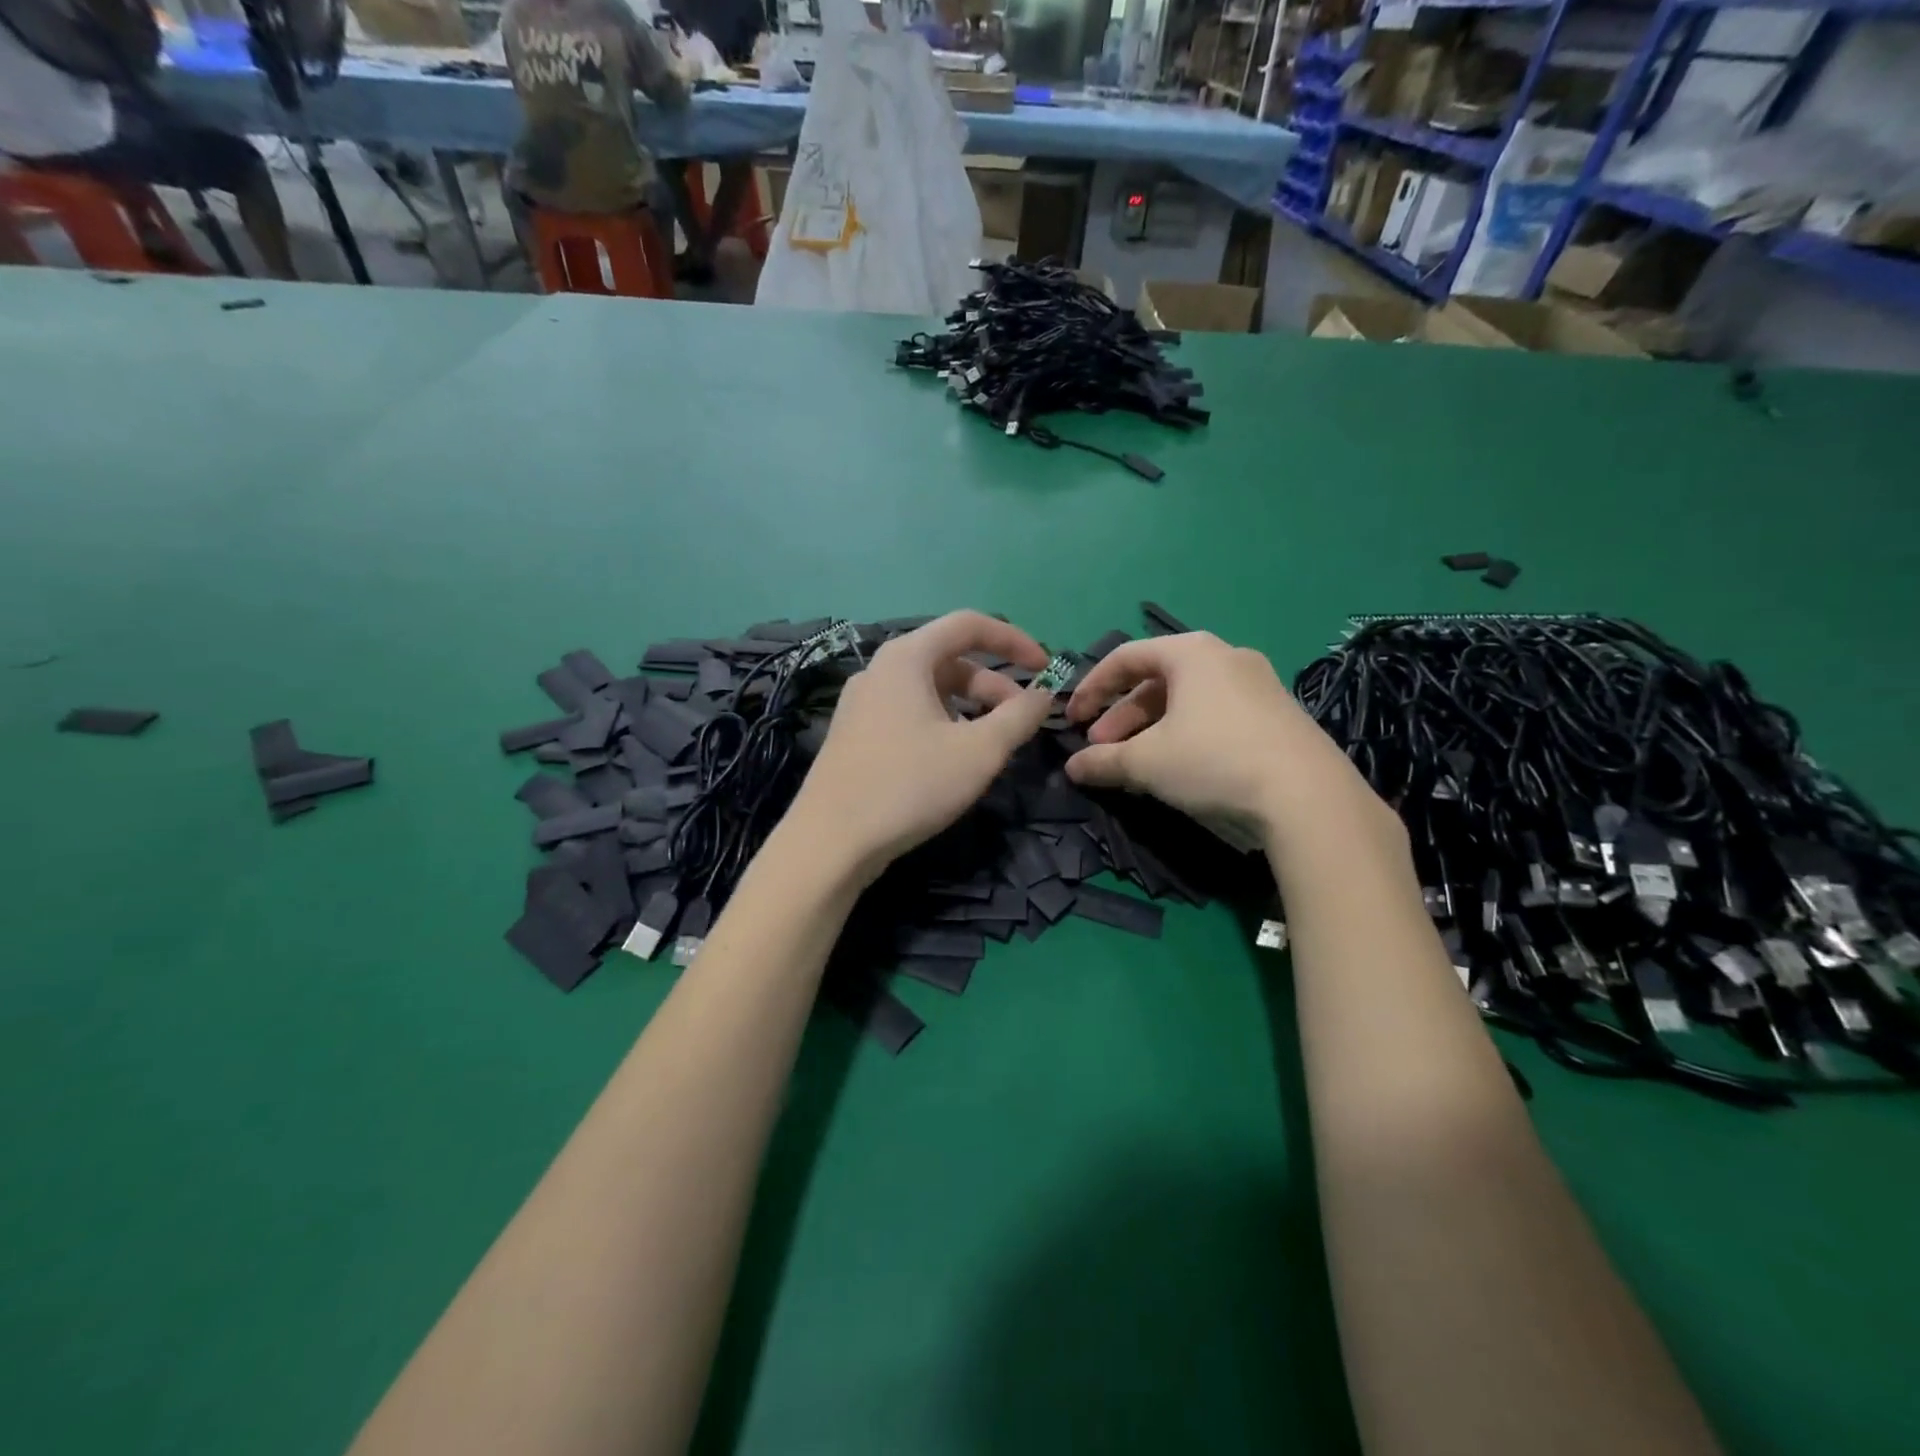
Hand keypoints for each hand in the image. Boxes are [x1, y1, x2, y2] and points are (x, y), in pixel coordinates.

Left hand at [787, 611, 1053, 882]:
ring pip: (930, 690)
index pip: (968, 625)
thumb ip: (1019, 717)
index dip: (1014, 640)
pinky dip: (942, 724)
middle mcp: (880, 670)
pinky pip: (909, 713)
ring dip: (970, 708)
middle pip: (949, 660)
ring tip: (993, 744)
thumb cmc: (910, 785)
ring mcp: (862, 703)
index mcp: (906, 658)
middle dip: (994, 685)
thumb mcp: (979, 752)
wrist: (831, 842)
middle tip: (1022, 720)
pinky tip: (954, 760)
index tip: (1046, 668)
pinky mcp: (855, 734)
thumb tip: (1043, 696)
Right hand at [1064, 632, 1380, 850]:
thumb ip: (1103, 761)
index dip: (1092, 688)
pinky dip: (1186, 736)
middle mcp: (1226, 657)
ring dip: (1151, 729)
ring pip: (1187, 701)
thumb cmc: (1213, 760)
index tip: (1072, 720)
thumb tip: (1073, 768)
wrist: (1308, 796)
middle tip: (1102, 750)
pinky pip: (1216, 716)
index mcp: (1191, 652)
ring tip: (1134, 765)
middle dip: (1122, 717)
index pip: (1126, 658)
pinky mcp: (1278, 715)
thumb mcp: (1146, 762)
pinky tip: (1178, 770)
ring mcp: (1258, 685)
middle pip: (1157, 681)